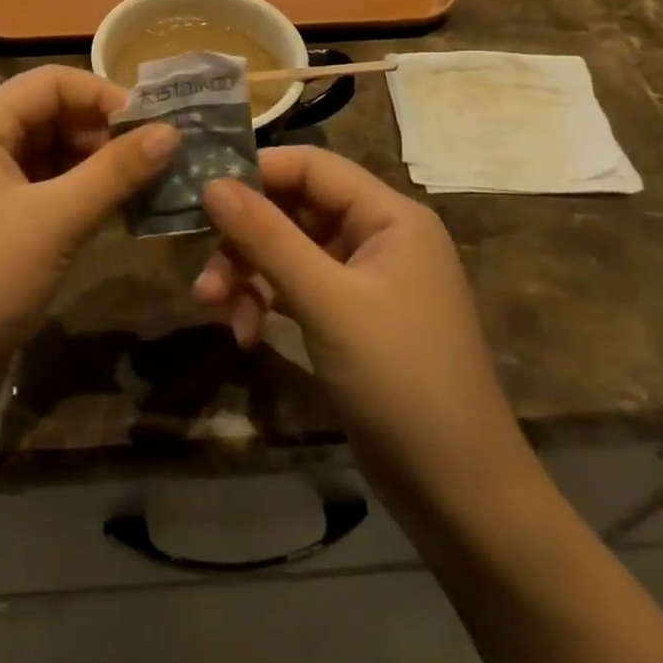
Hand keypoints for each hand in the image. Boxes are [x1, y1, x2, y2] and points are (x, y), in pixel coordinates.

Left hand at [0, 67, 177, 421]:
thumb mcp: (55, 220)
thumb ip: (114, 172)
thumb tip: (171, 133)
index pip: (47, 84)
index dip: (101, 95)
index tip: (151, 126)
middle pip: (47, 117)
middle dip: (101, 133)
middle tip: (155, 159)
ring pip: (46, 158)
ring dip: (94, 167)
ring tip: (144, 186)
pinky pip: (39, 194)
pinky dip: (76, 197)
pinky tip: (112, 214)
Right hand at [195, 148, 537, 519]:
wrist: (461, 496)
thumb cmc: (401, 380)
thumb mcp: (327, 303)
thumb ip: (267, 237)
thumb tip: (211, 183)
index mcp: (389, 217)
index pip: (311, 166)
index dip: (256, 173)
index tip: (201, 194)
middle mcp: (378, 237)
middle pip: (293, 210)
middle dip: (244, 239)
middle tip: (204, 273)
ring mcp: (364, 280)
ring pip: (288, 251)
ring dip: (248, 276)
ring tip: (215, 311)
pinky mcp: (350, 318)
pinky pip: (296, 289)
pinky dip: (266, 304)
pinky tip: (245, 335)